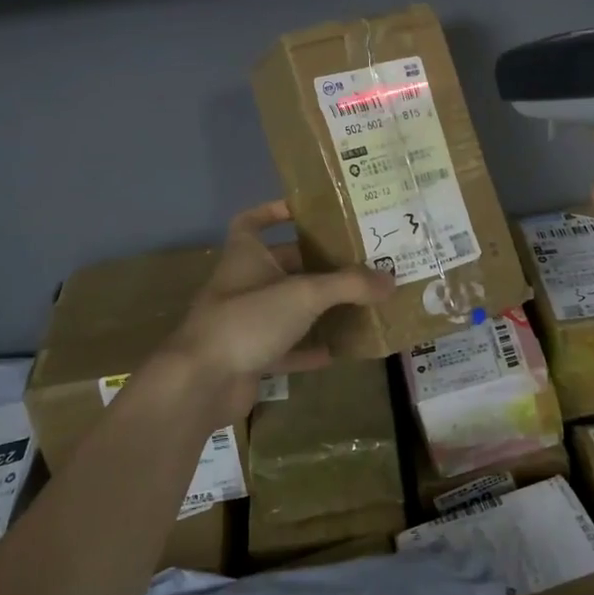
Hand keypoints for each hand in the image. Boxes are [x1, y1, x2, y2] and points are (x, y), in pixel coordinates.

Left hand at [158, 201, 393, 424]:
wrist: (202, 382)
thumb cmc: (248, 319)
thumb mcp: (304, 294)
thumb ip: (349, 285)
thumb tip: (391, 279)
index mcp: (246, 255)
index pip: (252, 221)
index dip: (274, 212)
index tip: (306, 211)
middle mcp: (243, 283)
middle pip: (282, 266)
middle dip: (316, 264)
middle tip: (357, 262)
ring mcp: (245, 322)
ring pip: (287, 308)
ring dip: (318, 307)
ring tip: (357, 303)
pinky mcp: (249, 356)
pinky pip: (286, 347)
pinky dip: (309, 348)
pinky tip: (339, 351)